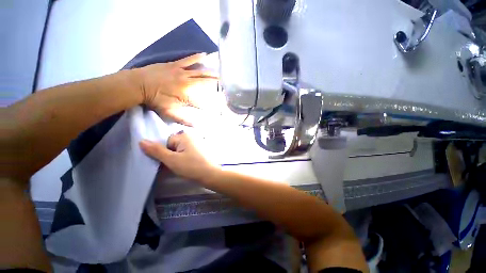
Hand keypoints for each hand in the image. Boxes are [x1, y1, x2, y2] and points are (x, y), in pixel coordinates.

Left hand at [136, 53, 217, 125]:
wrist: (137, 84)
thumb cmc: (153, 99)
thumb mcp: (169, 112)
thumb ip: (183, 119)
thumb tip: (196, 126)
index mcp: (186, 94)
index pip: (201, 100)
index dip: (209, 104)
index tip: (216, 107)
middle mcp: (187, 82)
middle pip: (204, 83)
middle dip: (215, 84)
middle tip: (224, 83)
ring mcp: (181, 72)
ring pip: (199, 71)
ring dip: (210, 72)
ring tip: (219, 72)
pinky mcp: (175, 65)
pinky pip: (188, 60)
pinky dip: (196, 58)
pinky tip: (204, 55)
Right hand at [139, 132, 220, 182]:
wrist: (210, 174)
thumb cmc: (191, 166)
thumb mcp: (171, 159)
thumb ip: (156, 151)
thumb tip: (141, 141)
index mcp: (184, 135)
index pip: (166, 142)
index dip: (164, 153)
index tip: (167, 162)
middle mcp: (191, 136)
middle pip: (173, 145)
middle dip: (170, 156)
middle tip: (174, 166)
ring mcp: (197, 143)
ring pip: (180, 150)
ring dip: (176, 158)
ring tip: (180, 167)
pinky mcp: (200, 149)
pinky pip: (187, 152)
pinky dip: (184, 158)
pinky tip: (186, 166)